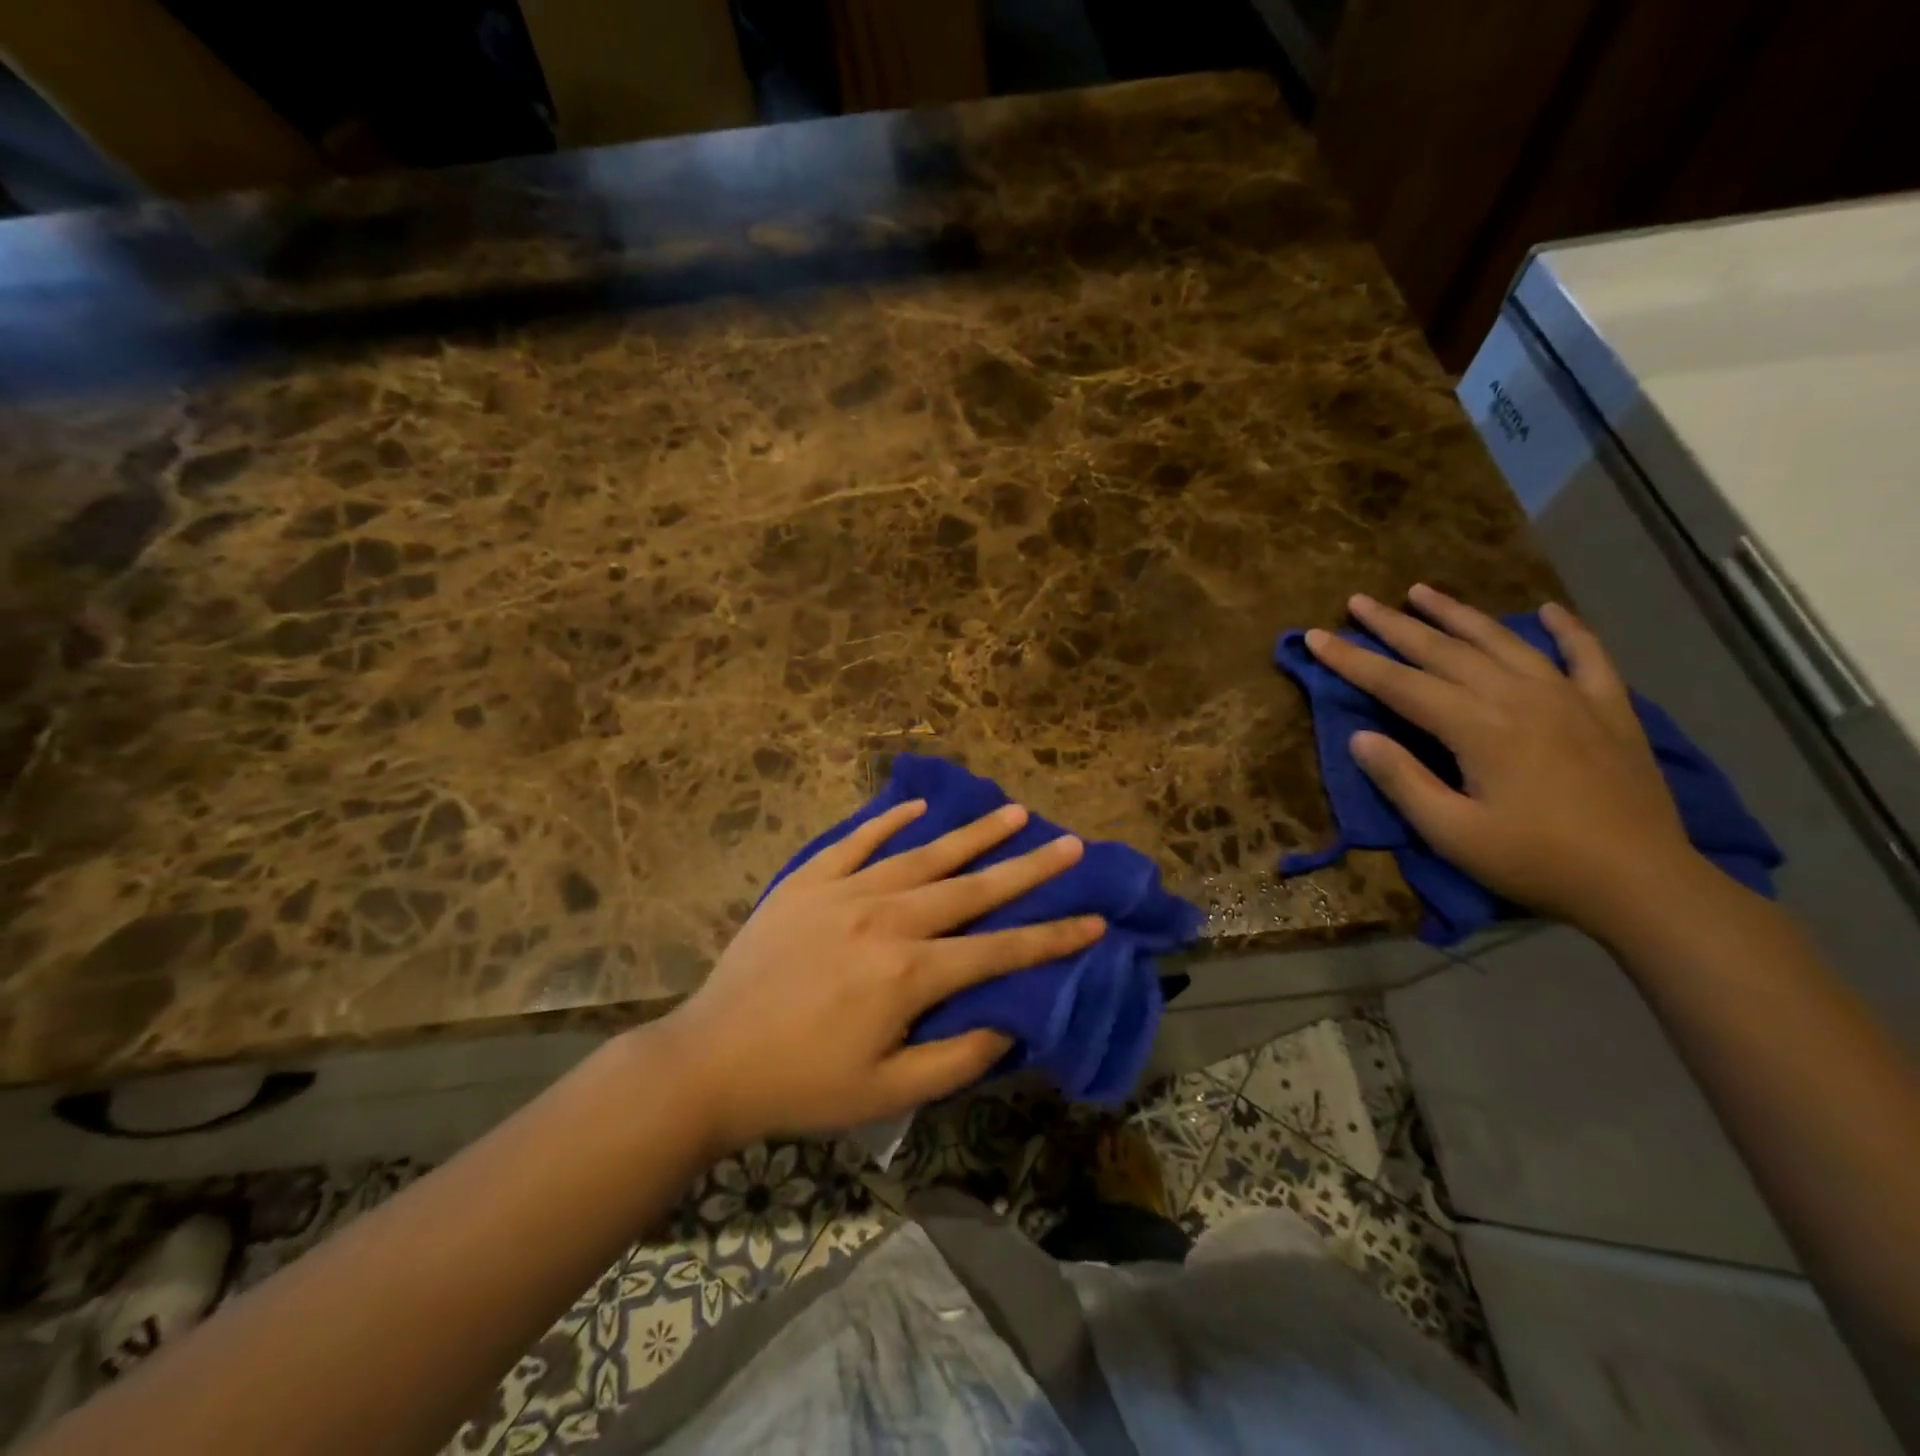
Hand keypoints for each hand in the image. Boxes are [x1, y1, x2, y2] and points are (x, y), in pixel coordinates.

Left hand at [656, 800, 1103, 1153]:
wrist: (711, 1059)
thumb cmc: (803, 1084)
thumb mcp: (888, 1093)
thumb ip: (957, 1058)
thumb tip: (1009, 1022)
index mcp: (909, 973)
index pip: (999, 950)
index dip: (1052, 937)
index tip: (1094, 919)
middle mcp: (886, 918)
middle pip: (971, 888)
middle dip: (1027, 868)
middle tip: (1070, 843)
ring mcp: (844, 891)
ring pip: (922, 854)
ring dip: (972, 835)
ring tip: (1013, 811)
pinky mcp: (808, 881)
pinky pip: (856, 841)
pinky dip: (889, 821)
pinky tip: (917, 807)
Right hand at [1306, 584, 1706, 934]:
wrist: (1644, 883)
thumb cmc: (1535, 862)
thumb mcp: (1451, 833)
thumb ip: (1403, 780)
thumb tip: (1359, 737)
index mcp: (1477, 727)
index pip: (1398, 683)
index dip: (1352, 659)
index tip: (1315, 636)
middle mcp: (1518, 697)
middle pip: (1443, 650)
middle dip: (1394, 625)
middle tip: (1358, 601)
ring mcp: (1569, 697)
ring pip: (1501, 641)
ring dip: (1457, 613)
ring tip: (1421, 590)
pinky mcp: (1609, 709)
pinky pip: (1587, 655)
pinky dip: (1566, 629)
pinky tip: (1547, 611)